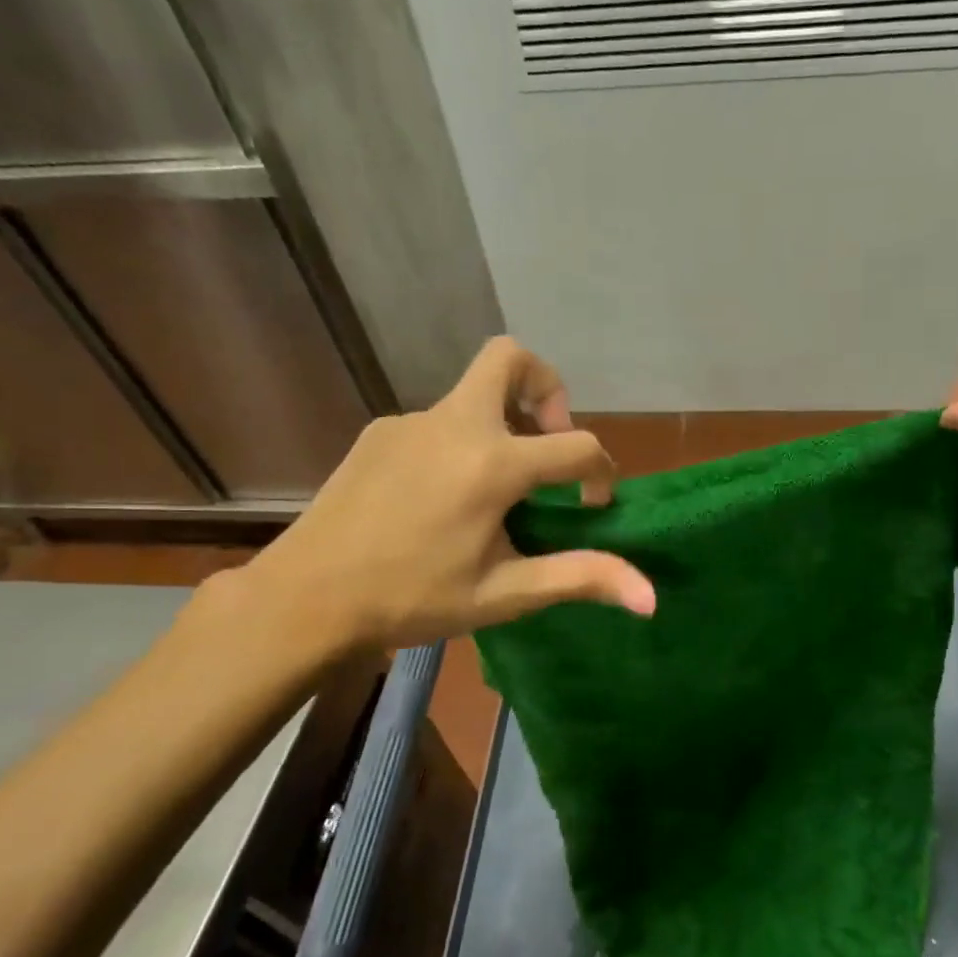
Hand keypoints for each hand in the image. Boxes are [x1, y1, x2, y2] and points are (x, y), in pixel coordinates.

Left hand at [240, 337, 655, 653]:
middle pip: (511, 357)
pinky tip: (442, 499)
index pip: (578, 444)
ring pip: (473, 393)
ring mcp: (411, 422)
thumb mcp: (504, 594)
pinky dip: (460, 444)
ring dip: (503, 424)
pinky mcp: (379, 433)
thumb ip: (580, 579)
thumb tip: (652, 598)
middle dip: (547, 387)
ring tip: (497, 487)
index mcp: (492, 464)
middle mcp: (455, 425)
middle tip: (548, 441)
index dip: (600, 474)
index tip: (589, 509)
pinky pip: (437, 422)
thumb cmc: (412, 599)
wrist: (305, 599)